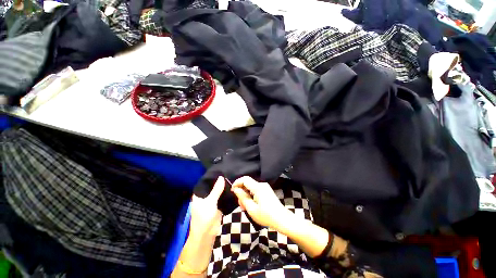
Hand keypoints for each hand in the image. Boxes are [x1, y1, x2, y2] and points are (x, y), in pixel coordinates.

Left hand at [172, 177, 224, 276]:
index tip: (220, 170)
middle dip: (219, 182)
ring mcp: (211, 201)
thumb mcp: (210, 201)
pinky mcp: (217, 206)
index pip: (205, 182)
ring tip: (231, 178)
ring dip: (223, 187)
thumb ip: (216, 189)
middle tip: (228, 173)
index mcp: (199, 194)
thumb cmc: (204, 217)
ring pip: (218, 192)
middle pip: (212, 187)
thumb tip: (221, 177)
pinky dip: (225, 194)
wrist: (207, 234)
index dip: (212, 177)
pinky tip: (232, 188)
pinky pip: (221, 197)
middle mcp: (204, 196)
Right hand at [231, 176, 293, 231]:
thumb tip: (236, 189)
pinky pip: (255, 190)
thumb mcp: (251, 208)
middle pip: (247, 184)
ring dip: (246, 195)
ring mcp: (265, 187)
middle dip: (241, 192)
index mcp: (258, 187)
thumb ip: (242, 197)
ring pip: (251, 188)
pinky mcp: (267, 191)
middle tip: (240, 204)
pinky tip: (251, 206)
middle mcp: (262, 185)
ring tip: (245, 207)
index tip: (232, 190)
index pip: (245, 179)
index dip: (237, 183)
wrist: (282, 220)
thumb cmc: (266, 216)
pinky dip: (251, 196)